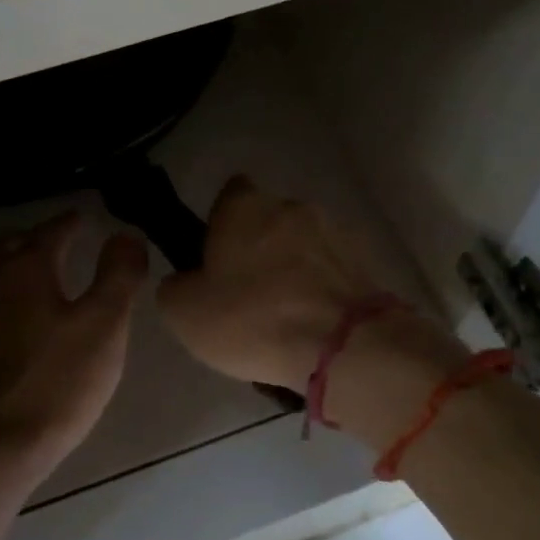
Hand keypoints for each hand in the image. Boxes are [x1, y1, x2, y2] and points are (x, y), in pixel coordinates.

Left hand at [0, 210, 148, 494]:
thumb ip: (119, 275)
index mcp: (24, 266)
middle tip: (63, 246)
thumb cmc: (51, 386)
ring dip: (14, 265)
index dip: (75, 222)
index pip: (54, 229)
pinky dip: (2, 296)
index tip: (90, 220)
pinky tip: (19, 325)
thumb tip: (126, 234)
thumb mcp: (103, 327)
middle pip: (9, 243)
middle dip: (37, 237)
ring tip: (44, 282)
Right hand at [155, 175, 385, 389]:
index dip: (220, 222)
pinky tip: (314, 324)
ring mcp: (332, 230)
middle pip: (267, 220)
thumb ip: (175, 286)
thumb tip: (184, 281)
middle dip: (259, 247)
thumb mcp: (184, 313)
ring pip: (302, 244)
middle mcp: (290, 205)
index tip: (216, 256)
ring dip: (293, 267)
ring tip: (286, 316)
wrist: (344, 345)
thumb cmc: (253, 318)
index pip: (229, 194)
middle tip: (247, 293)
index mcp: (244, 206)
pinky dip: (321, 288)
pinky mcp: (364, 261)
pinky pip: (330, 269)